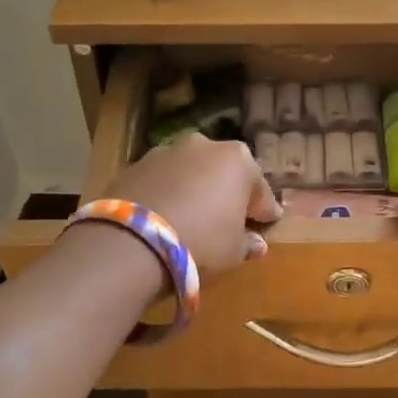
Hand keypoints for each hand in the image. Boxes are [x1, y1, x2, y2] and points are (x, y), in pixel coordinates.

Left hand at [103, 134, 282, 277]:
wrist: (131, 242)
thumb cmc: (201, 242)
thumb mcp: (234, 252)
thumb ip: (247, 243)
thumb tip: (255, 243)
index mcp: (238, 160)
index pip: (260, 190)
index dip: (263, 211)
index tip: (265, 225)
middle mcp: (203, 145)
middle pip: (223, 172)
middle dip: (227, 193)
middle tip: (227, 221)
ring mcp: (165, 151)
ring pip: (189, 172)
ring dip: (194, 190)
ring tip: (191, 219)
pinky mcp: (134, 165)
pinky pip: (161, 182)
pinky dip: (166, 194)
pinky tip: (163, 218)